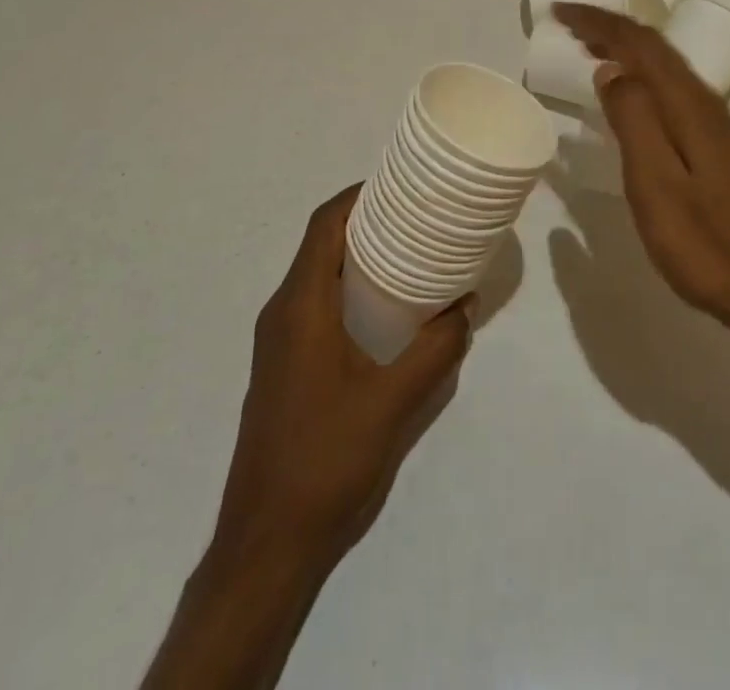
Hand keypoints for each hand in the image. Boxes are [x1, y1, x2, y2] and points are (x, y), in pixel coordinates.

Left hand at [213, 187, 472, 570]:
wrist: (265, 543)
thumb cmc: (326, 459)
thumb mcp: (393, 402)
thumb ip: (435, 350)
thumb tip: (463, 308)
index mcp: (300, 306)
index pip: (323, 225)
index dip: (357, 196)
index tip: (399, 186)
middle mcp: (283, 312)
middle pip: (320, 244)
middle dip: (365, 222)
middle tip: (416, 218)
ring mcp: (278, 342)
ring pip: (317, 275)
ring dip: (357, 256)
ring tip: (409, 255)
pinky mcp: (284, 366)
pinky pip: (315, 304)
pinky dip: (348, 288)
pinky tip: (385, 311)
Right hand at [554, 3, 729, 333]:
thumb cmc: (707, 243)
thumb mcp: (656, 184)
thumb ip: (633, 121)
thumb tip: (612, 69)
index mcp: (688, 104)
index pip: (639, 44)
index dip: (599, 22)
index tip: (559, 12)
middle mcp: (704, 101)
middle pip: (654, 47)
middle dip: (610, 28)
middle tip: (567, 23)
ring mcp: (714, 122)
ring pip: (663, 66)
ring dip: (625, 48)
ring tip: (589, 46)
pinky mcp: (716, 144)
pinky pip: (670, 87)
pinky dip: (641, 74)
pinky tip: (629, 91)